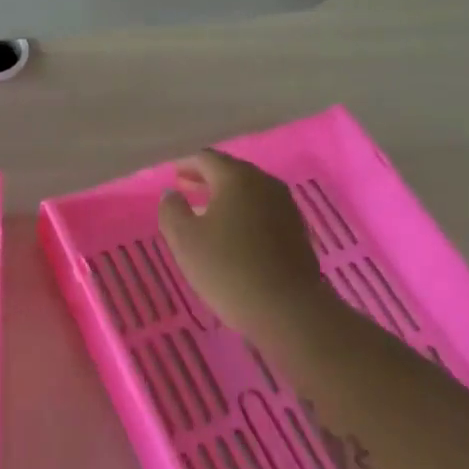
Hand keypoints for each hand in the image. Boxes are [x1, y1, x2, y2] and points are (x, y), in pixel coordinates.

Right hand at [158, 150, 327, 342]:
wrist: (287, 309)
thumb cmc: (228, 269)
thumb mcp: (185, 240)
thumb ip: (172, 210)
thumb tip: (172, 193)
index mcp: (237, 178)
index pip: (207, 159)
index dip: (186, 164)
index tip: (172, 175)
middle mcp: (265, 184)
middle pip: (231, 172)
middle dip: (206, 178)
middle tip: (185, 188)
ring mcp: (286, 207)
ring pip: (249, 192)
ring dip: (226, 197)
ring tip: (206, 211)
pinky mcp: (297, 231)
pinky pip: (263, 211)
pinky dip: (244, 213)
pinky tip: (233, 233)